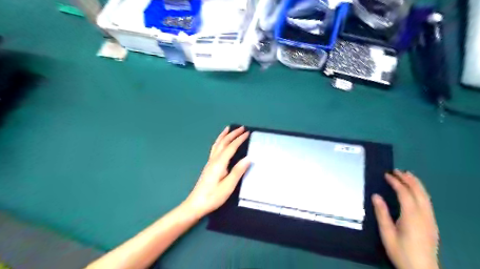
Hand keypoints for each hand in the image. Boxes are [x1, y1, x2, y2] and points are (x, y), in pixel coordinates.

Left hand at [184, 126, 250, 217]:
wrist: (195, 204)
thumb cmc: (213, 196)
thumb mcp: (228, 186)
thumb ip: (238, 171)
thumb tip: (249, 158)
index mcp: (219, 163)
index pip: (231, 147)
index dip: (239, 139)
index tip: (247, 133)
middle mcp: (214, 159)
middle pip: (223, 143)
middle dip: (232, 134)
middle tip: (241, 128)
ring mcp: (210, 162)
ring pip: (217, 144)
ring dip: (224, 135)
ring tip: (228, 129)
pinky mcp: (208, 166)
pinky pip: (214, 148)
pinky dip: (219, 141)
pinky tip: (220, 143)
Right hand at [373, 171, 439, 268]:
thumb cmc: (401, 251)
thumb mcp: (387, 233)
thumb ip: (382, 213)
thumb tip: (376, 196)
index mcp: (412, 216)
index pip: (405, 194)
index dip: (396, 182)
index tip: (387, 175)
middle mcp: (424, 215)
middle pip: (419, 192)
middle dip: (408, 179)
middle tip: (397, 170)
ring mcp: (430, 219)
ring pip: (426, 197)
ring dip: (416, 184)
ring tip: (408, 175)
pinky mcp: (432, 224)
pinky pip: (427, 202)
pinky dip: (421, 192)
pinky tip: (415, 191)